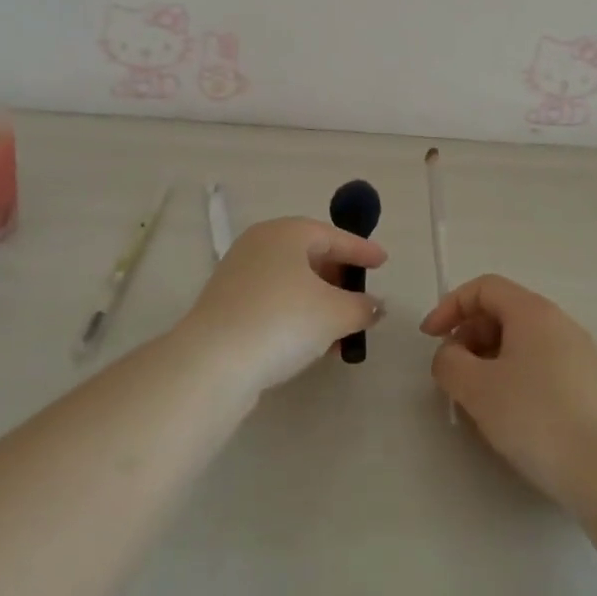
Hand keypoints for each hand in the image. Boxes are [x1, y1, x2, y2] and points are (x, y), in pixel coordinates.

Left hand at [181, 217, 386, 396]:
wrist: (213, 362)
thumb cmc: (282, 320)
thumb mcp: (335, 313)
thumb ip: (362, 307)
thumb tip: (375, 306)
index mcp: (286, 232)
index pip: (333, 235)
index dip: (361, 250)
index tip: (383, 261)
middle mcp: (260, 244)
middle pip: (310, 255)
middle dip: (339, 278)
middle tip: (361, 297)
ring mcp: (239, 274)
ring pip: (291, 282)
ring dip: (320, 303)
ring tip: (342, 330)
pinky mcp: (227, 305)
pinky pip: (274, 301)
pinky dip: (297, 315)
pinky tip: (312, 342)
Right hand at [421, 274, 596, 506]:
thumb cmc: (537, 419)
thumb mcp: (477, 389)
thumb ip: (450, 363)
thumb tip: (451, 356)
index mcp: (533, 311)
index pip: (483, 288)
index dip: (450, 306)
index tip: (430, 339)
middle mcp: (559, 321)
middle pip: (503, 312)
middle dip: (469, 336)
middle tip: (454, 374)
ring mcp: (580, 352)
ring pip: (523, 341)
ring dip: (491, 359)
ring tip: (479, 400)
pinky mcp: (592, 384)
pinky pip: (542, 364)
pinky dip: (517, 376)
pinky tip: (513, 416)